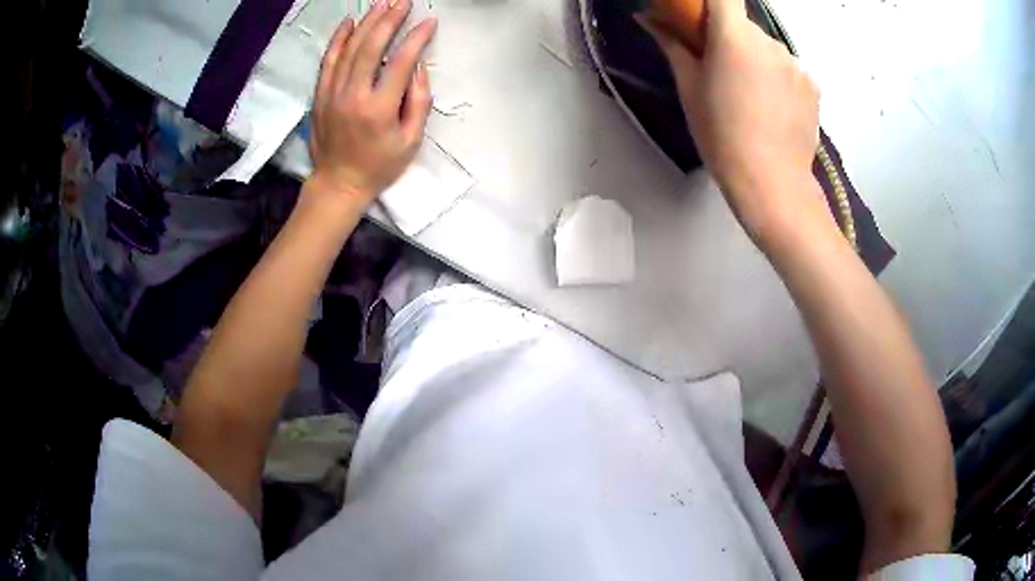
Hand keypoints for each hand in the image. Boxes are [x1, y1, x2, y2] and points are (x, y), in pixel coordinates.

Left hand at [308, 0, 436, 208]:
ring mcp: (333, 93)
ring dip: (367, 23)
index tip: (429, 22)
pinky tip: (349, 22)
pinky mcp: (320, 95)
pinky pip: (328, 61)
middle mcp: (353, 95)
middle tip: (403, 2)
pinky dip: (338, 39)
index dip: (416, 38)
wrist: (338, 183)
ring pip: (349, 49)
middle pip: (372, 47)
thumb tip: (417, 67)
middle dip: (390, 20)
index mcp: (379, 108)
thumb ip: (418, 102)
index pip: (401, 61)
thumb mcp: (411, 141)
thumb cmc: (379, 166)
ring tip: (382, 5)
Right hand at [639, 0, 821, 242]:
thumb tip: (649, 19)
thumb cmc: (722, 135)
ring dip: (755, 60)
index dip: (710, 2)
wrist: (773, 184)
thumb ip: (672, 44)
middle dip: (730, 38)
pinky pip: (788, 71)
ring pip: (768, 49)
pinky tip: (772, 110)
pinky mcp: (813, 87)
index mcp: (734, 36)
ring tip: (749, 99)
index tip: (700, 19)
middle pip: (744, 25)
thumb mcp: (689, 89)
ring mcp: (796, 64)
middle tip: (719, 71)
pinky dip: (777, 79)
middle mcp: (770, 41)